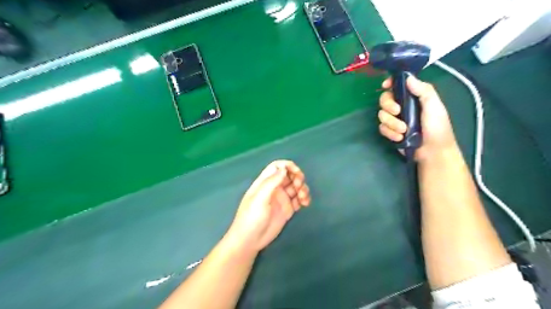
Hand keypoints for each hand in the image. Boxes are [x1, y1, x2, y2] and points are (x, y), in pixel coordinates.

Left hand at [225, 160, 308, 251]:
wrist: (250, 240)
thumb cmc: (251, 217)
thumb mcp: (260, 198)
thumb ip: (271, 182)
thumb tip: (284, 168)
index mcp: (265, 182)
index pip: (277, 167)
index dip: (288, 166)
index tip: (296, 172)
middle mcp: (274, 188)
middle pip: (289, 175)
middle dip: (297, 177)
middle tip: (299, 186)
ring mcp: (281, 199)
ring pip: (296, 187)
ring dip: (302, 188)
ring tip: (303, 198)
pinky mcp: (287, 209)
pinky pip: (298, 200)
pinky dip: (304, 199)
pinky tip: (305, 203)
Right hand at [377, 75, 458, 160]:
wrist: (433, 152)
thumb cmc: (437, 128)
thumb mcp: (434, 107)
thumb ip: (423, 91)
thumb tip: (408, 78)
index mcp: (413, 97)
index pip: (398, 86)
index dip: (390, 83)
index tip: (385, 86)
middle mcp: (402, 106)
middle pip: (384, 99)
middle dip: (388, 106)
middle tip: (397, 111)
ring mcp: (395, 119)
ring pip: (381, 115)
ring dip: (391, 123)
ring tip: (403, 131)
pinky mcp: (391, 131)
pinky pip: (382, 128)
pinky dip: (390, 133)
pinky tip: (399, 138)